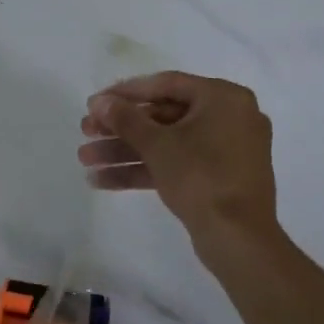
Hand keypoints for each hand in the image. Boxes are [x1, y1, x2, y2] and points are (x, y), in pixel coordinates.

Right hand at [77, 71, 280, 244]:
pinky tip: (103, 180)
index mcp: (223, 98)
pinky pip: (176, 164)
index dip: (126, 93)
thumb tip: (99, 102)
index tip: (95, 102)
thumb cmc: (201, 176)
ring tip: (85, 160)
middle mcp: (229, 118)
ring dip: (124, 151)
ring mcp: (225, 151)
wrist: (238, 238)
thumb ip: (125, 118)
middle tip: (85, 131)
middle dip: (120, 128)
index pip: (166, 84)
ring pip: (166, 143)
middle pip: (163, 116)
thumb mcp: (157, 144)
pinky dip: (144, 170)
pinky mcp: (217, 179)